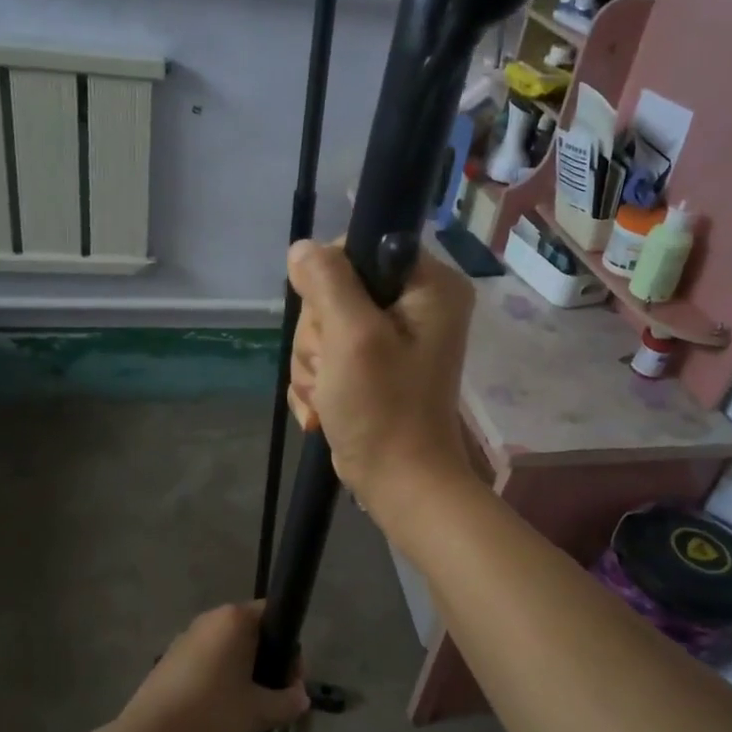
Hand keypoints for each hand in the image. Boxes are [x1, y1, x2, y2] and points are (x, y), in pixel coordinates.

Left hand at [115, 603, 309, 731]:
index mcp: (233, 620)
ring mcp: (184, 641)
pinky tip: (216, 716)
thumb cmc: (211, 716)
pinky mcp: (167, 664)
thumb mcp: (259, 713)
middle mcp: (208, 621)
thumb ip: (287, 702)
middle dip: (266, 664)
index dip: (289, 649)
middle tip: (272, 702)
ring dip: (242, 676)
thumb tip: (301, 697)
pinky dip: (217, 683)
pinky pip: (205, 665)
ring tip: (245, 713)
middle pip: (250, 634)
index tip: (291, 682)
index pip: (273, 615)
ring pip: (226, 652)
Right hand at [285, 238, 475, 520]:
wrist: (399, 484)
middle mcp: (416, 306)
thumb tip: (302, 249)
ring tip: (331, 399)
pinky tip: (324, 411)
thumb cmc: (383, 409)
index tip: (333, 323)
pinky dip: (318, 386)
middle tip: (334, 371)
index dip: (331, 282)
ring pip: (324, 328)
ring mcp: (392, 340)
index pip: (362, 247)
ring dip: (314, 367)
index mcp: (429, 286)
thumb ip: (328, 282)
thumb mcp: (352, 337)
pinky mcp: (373, 368)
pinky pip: (327, 358)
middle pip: (335, 291)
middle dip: (320, 338)